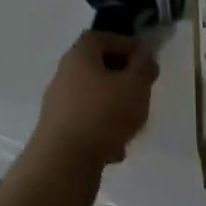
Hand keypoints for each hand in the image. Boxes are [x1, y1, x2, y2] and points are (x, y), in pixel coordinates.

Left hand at [20, 31, 159, 205]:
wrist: (61, 168)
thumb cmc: (101, 116)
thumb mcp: (134, 86)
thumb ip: (144, 67)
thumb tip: (145, 55)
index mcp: (80, 55)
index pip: (102, 37)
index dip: (125, 44)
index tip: (145, 60)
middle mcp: (66, 75)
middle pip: (99, 68)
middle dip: (123, 80)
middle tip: (142, 94)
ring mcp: (60, 105)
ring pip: (95, 98)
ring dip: (115, 109)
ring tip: (132, 127)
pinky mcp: (60, 133)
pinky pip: (88, 124)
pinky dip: (103, 132)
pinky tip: (115, 150)